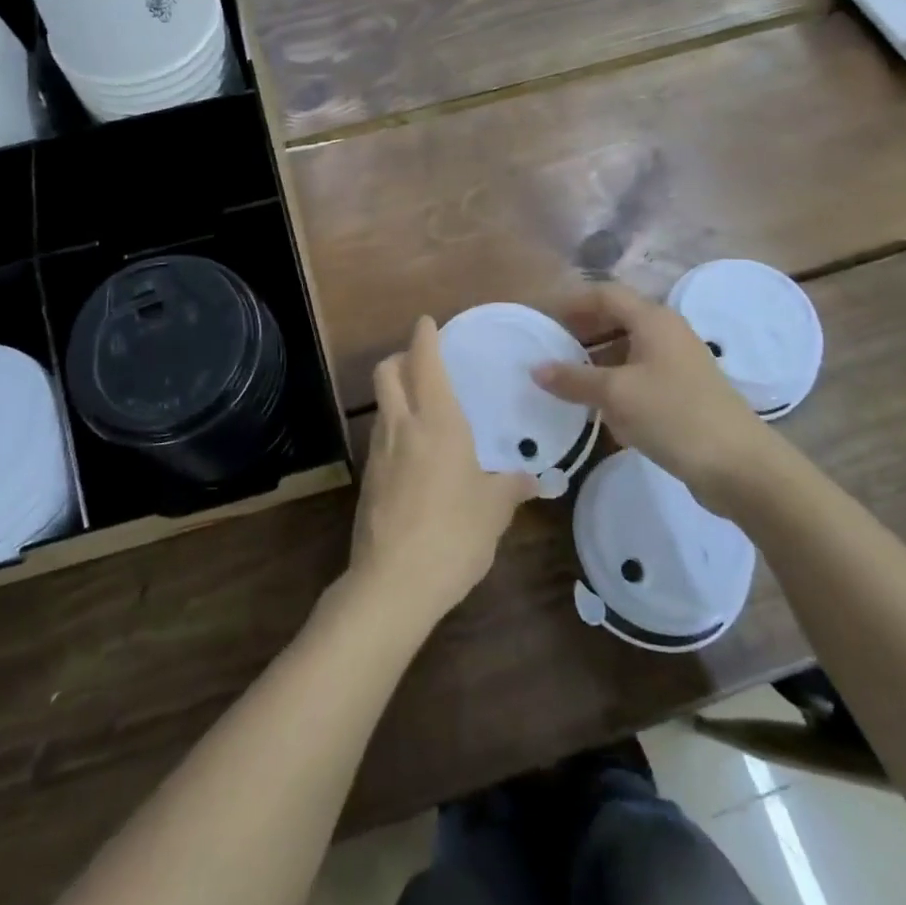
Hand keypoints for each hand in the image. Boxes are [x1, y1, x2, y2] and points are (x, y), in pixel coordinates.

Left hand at [349, 315, 537, 624]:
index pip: (424, 361)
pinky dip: (394, 428)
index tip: (427, 322)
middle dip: (400, 357)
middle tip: (421, 361)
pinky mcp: (368, 479)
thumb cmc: (454, 533)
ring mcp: (379, 452)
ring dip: (396, 394)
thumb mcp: (494, 509)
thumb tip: (538, 480)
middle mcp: (402, 425)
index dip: (424, 336)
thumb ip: (513, 487)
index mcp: (437, 421)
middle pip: (387, 372)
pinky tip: (415, 453)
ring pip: (382, 404)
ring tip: (423, 408)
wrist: (393, 583)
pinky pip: (381, 437)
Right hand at [533, 282, 770, 500]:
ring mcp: (677, 363)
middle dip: (581, 330)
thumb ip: (574, 379)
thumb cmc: (674, 415)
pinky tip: (596, 406)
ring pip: (627, 349)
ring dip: (595, 359)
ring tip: (564, 377)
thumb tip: (536, 369)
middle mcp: (666, 332)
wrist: (740, 465)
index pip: (604, 295)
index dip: (571, 302)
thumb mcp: (616, 394)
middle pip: (616, 319)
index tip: (541, 317)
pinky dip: (615, 382)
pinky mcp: (682, 392)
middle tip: (548, 347)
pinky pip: (639, 375)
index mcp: (653, 319)